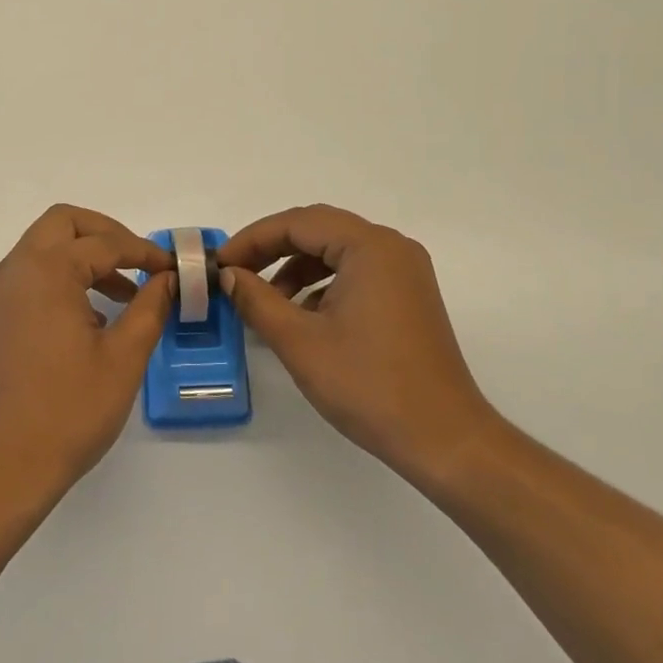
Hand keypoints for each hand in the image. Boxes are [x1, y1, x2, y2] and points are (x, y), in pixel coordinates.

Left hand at [0, 204, 174, 507]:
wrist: (3, 465)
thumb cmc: (69, 410)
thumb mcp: (123, 357)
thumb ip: (149, 307)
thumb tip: (167, 279)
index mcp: (47, 272)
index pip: (104, 243)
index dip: (144, 252)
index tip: (172, 268)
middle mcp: (15, 271)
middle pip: (62, 224)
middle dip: (105, 234)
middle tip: (138, 261)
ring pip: (42, 249)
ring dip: (82, 257)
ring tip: (121, 296)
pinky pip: (28, 278)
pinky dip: (60, 279)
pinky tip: (87, 320)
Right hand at [218, 204, 499, 491]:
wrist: (443, 439)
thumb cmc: (368, 385)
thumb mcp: (299, 341)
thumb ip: (256, 300)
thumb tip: (229, 276)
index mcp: (370, 247)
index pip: (297, 223)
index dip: (252, 240)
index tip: (219, 265)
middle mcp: (391, 247)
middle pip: (318, 229)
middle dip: (271, 248)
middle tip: (235, 274)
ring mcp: (405, 271)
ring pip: (336, 250)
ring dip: (295, 267)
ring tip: (265, 301)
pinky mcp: (408, 296)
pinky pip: (355, 271)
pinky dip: (321, 284)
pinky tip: (302, 315)